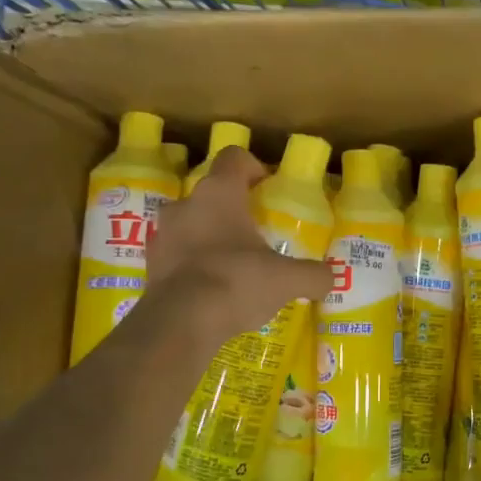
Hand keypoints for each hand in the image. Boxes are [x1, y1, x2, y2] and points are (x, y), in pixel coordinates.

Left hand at [141, 146, 330, 344]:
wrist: (180, 323)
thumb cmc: (236, 281)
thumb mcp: (287, 280)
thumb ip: (313, 275)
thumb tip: (329, 278)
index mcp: (219, 193)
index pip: (235, 158)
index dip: (254, 168)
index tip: (268, 189)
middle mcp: (186, 204)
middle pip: (212, 193)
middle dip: (233, 210)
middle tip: (256, 234)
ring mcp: (162, 234)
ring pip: (192, 224)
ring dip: (211, 237)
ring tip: (234, 265)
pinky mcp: (151, 265)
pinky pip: (178, 255)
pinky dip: (194, 265)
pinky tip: (214, 290)